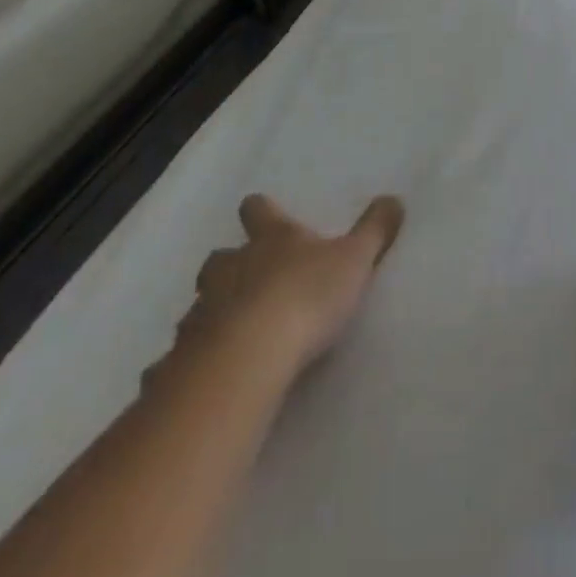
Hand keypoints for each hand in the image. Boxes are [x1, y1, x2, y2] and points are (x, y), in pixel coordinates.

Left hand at [156, 194, 404, 384]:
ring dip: (210, 313)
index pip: (259, 211)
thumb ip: (375, 230)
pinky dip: (188, 362)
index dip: (261, 210)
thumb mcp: (355, 259)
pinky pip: (181, 358)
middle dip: (228, 266)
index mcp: (271, 241)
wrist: (251, 353)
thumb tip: (394, 197)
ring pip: (199, 305)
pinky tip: (199, 379)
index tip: (261, 210)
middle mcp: (231, 268)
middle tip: (244, 282)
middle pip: (219, 258)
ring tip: (226, 333)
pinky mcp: (185, 357)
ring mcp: (203, 311)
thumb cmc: (307, 295)